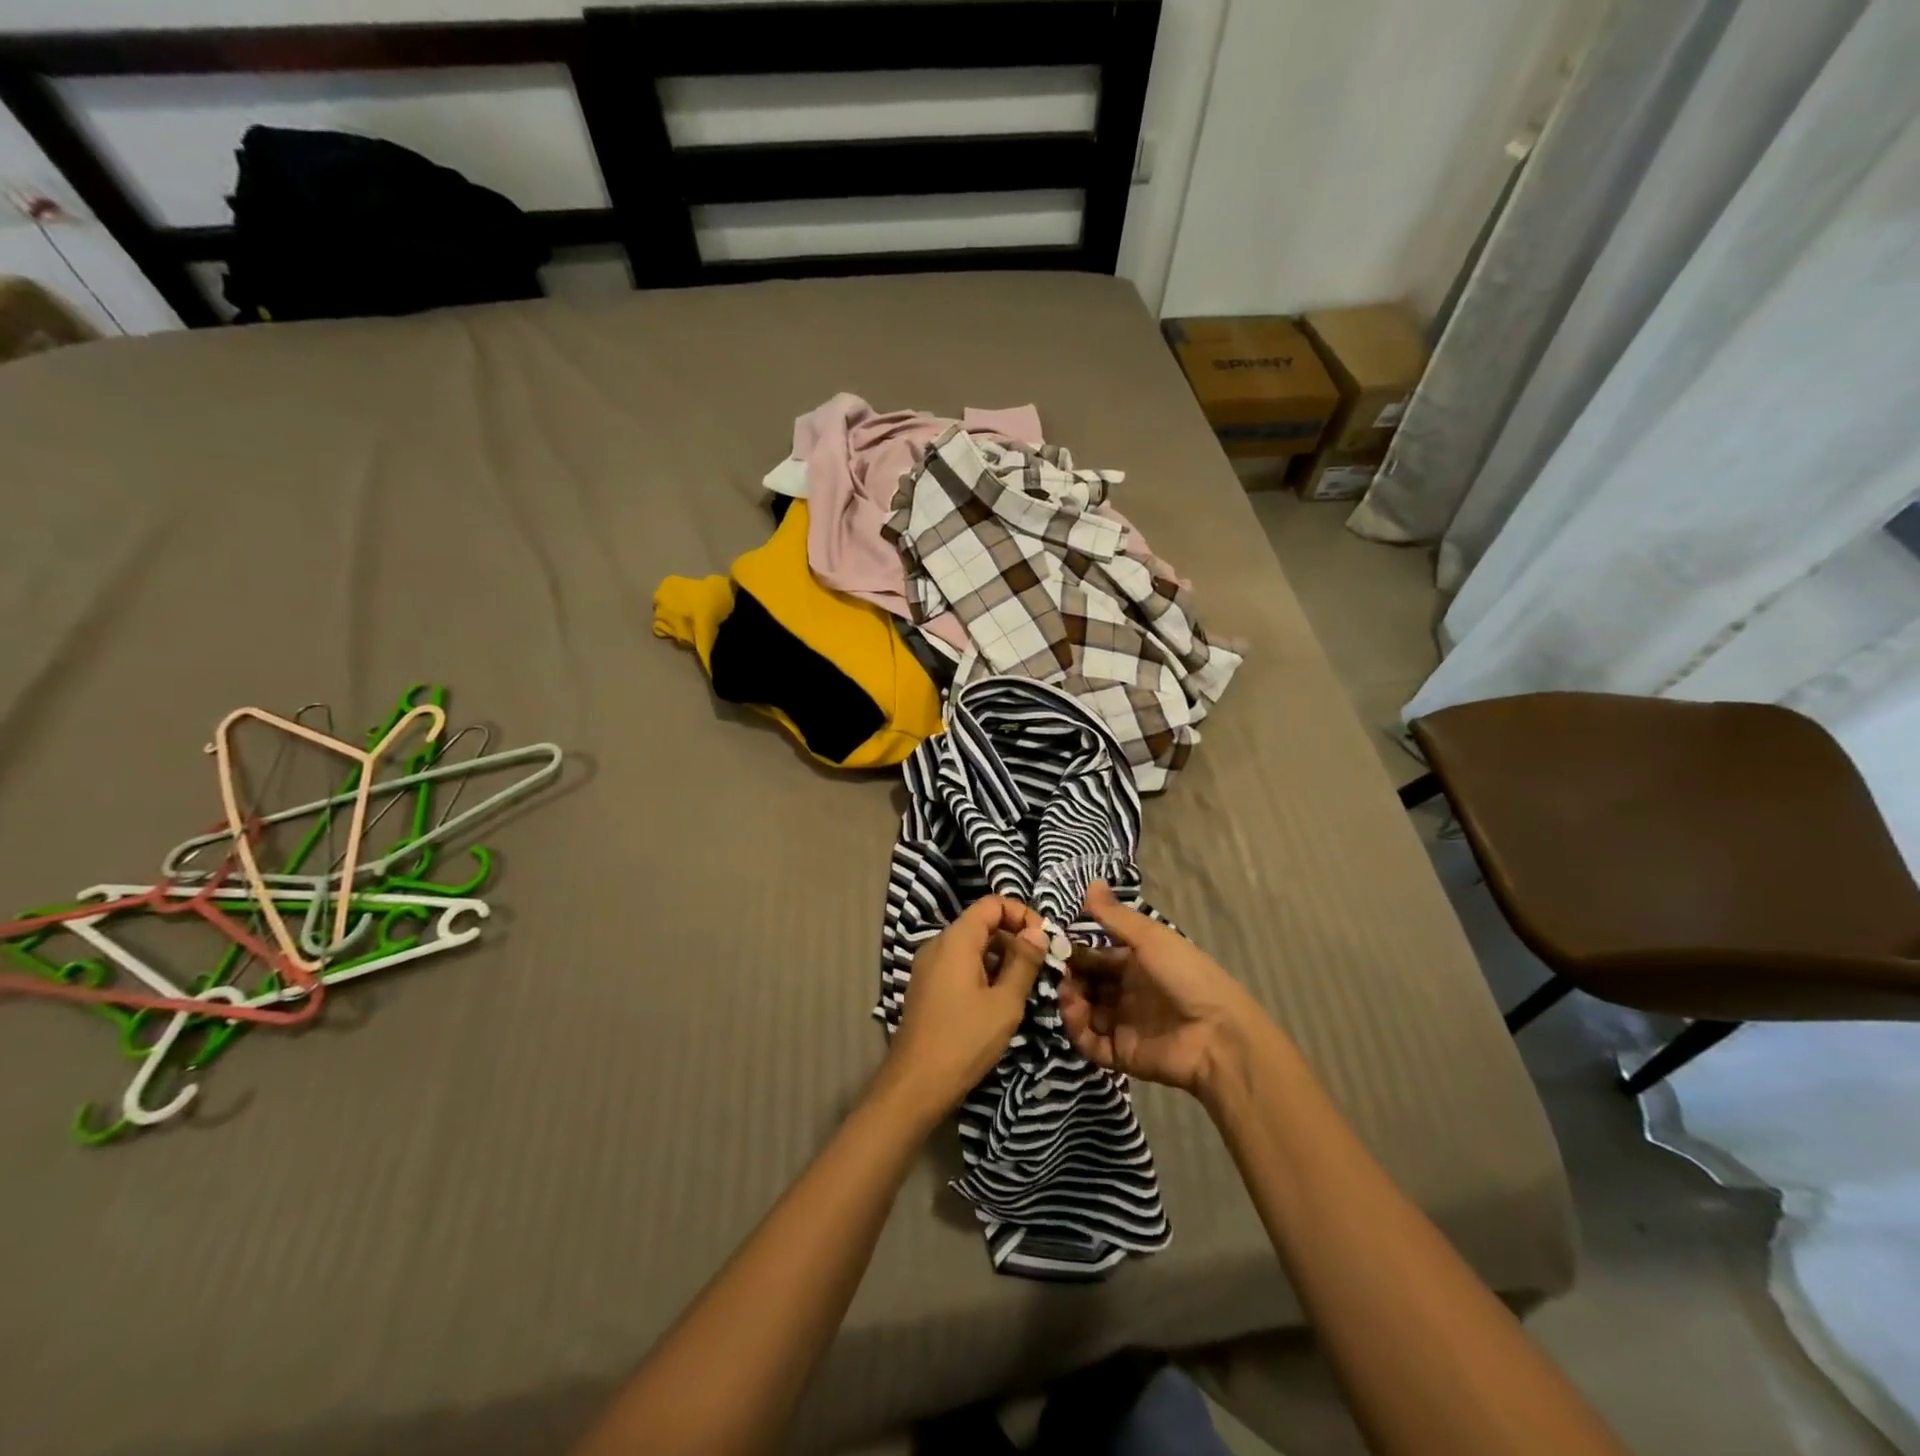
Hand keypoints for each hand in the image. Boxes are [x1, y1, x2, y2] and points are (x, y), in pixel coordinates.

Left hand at [879, 895, 1048, 1121]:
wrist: (915, 1084)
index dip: (1021, 913)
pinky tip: (1000, 998)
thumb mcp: (1005, 1003)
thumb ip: (1023, 962)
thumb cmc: (965, 1040)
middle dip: (1014, 937)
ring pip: (971, 946)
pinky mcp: (927, 986)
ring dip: (1001, 957)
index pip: (991, 904)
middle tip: (1042, 965)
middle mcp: (938, 944)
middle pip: (981, 923)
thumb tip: (1038, 930)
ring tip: (1026, 985)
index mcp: (956, 940)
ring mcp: (929, 966)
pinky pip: (959, 964)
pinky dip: (983, 970)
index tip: (1044, 939)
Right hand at [1058, 882, 1269, 1100]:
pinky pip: (1089, 1042)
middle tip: (1055, 970)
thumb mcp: (1150, 938)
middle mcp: (1126, 993)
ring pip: (1083, 1012)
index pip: (1095, 957)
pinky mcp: (1120, 1053)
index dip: (1075, 952)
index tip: (1054, 944)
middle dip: (1069, 977)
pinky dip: (1076, 1028)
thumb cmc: (1185, 975)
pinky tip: (1073, 1011)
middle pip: (1086, 985)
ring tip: (1065, 991)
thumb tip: (1090, 880)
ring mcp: (1122, 1024)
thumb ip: (1115, 916)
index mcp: (1135, 964)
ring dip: (1069, 1000)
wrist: (1218, 1034)